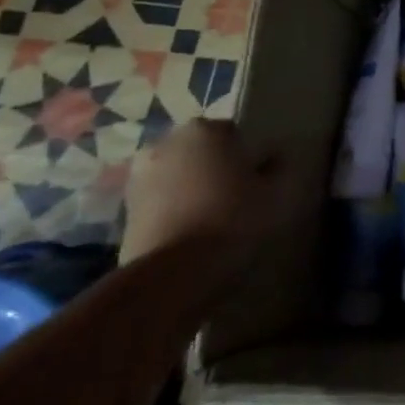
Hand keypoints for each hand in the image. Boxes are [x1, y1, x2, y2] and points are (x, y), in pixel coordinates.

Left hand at [120, 119, 273, 264]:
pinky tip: (192, 234)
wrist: (173, 275)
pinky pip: (161, 202)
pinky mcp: (124, 211)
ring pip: (179, 176)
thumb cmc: (233, 220)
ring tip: (213, 219)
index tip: (259, 180)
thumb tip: (275, 159)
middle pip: (202, 151)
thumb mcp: (278, 193)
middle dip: (216, 168)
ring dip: (192, 189)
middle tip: (237, 197)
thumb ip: (281, 168)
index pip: (235, 133)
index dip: (249, 156)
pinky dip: (174, 211)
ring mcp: (139, 177)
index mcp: (206, 129)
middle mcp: (167, 143)